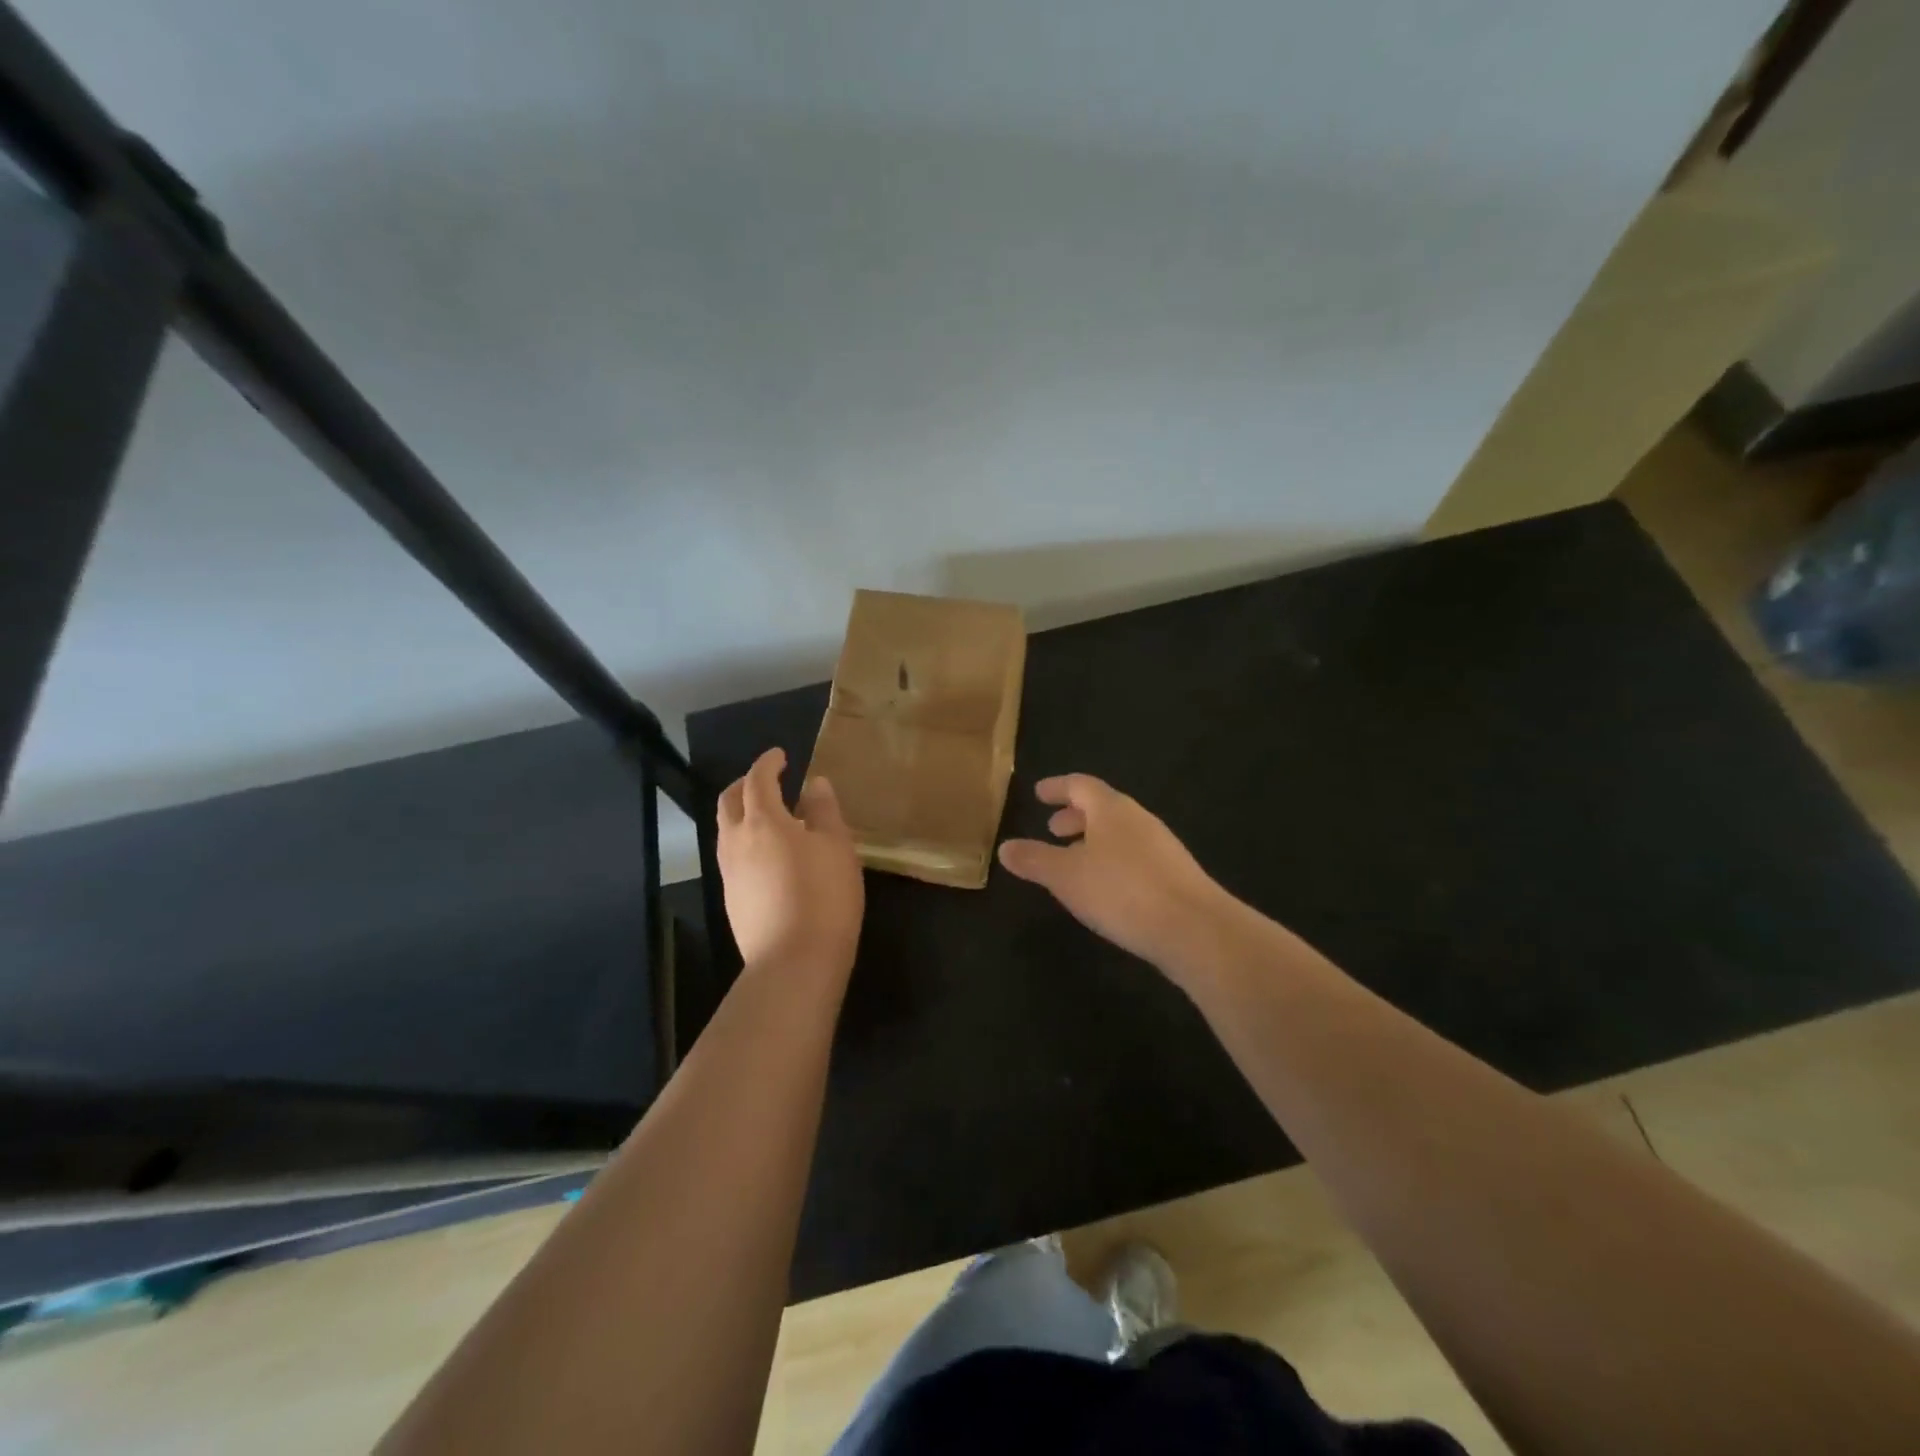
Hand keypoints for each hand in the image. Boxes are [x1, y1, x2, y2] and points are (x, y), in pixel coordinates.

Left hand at [717, 748, 863, 981]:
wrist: (793, 961)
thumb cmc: (823, 895)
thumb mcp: (836, 847)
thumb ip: (824, 810)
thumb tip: (814, 784)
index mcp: (763, 821)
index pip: (757, 780)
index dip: (767, 764)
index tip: (780, 756)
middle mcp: (736, 841)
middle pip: (729, 801)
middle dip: (745, 784)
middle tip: (767, 780)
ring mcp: (729, 873)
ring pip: (726, 830)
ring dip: (741, 813)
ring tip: (769, 817)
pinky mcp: (732, 899)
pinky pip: (732, 855)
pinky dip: (745, 840)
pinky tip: (768, 855)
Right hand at [998, 774, 1236, 976]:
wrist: (1194, 929)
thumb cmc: (1122, 891)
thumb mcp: (1066, 876)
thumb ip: (1034, 860)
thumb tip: (1005, 847)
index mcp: (1112, 809)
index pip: (1080, 785)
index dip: (1057, 787)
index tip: (1039, 793)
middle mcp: (1139, 820)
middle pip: (1103, 808)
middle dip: (1075, 817)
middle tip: (1052, 830)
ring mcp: (1161, 847)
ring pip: (1119, 833)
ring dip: (1093, 841)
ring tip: (1073, 862)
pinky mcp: (1175, 875)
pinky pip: (1134, 856)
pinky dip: (1112, 861)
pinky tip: (1105, 889)